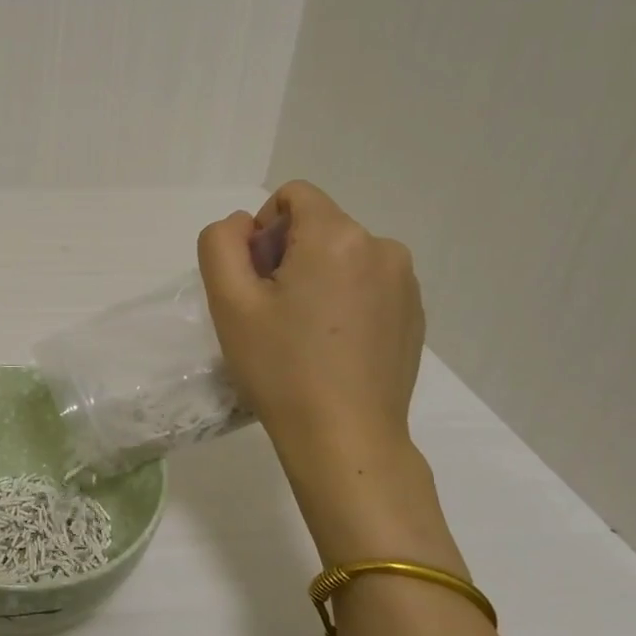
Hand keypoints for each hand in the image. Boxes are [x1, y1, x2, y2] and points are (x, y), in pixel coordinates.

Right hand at [198, 181, 423, 459]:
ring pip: (342, 254)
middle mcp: (381, 247)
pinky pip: (367, 282)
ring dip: (316, 276)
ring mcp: (405, 282)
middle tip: (272, 312)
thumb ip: (221, 243)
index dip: (262, 230)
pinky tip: (332, 345)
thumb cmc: (281, 367)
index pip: (293, 196)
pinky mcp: (414, 312)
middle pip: (317, 224)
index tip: (257, 280)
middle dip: (287, 254)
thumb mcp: (228, 301)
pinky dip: (343, 298)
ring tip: (303, 331)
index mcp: (337, 236)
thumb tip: (244, 226)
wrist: (346, 440)